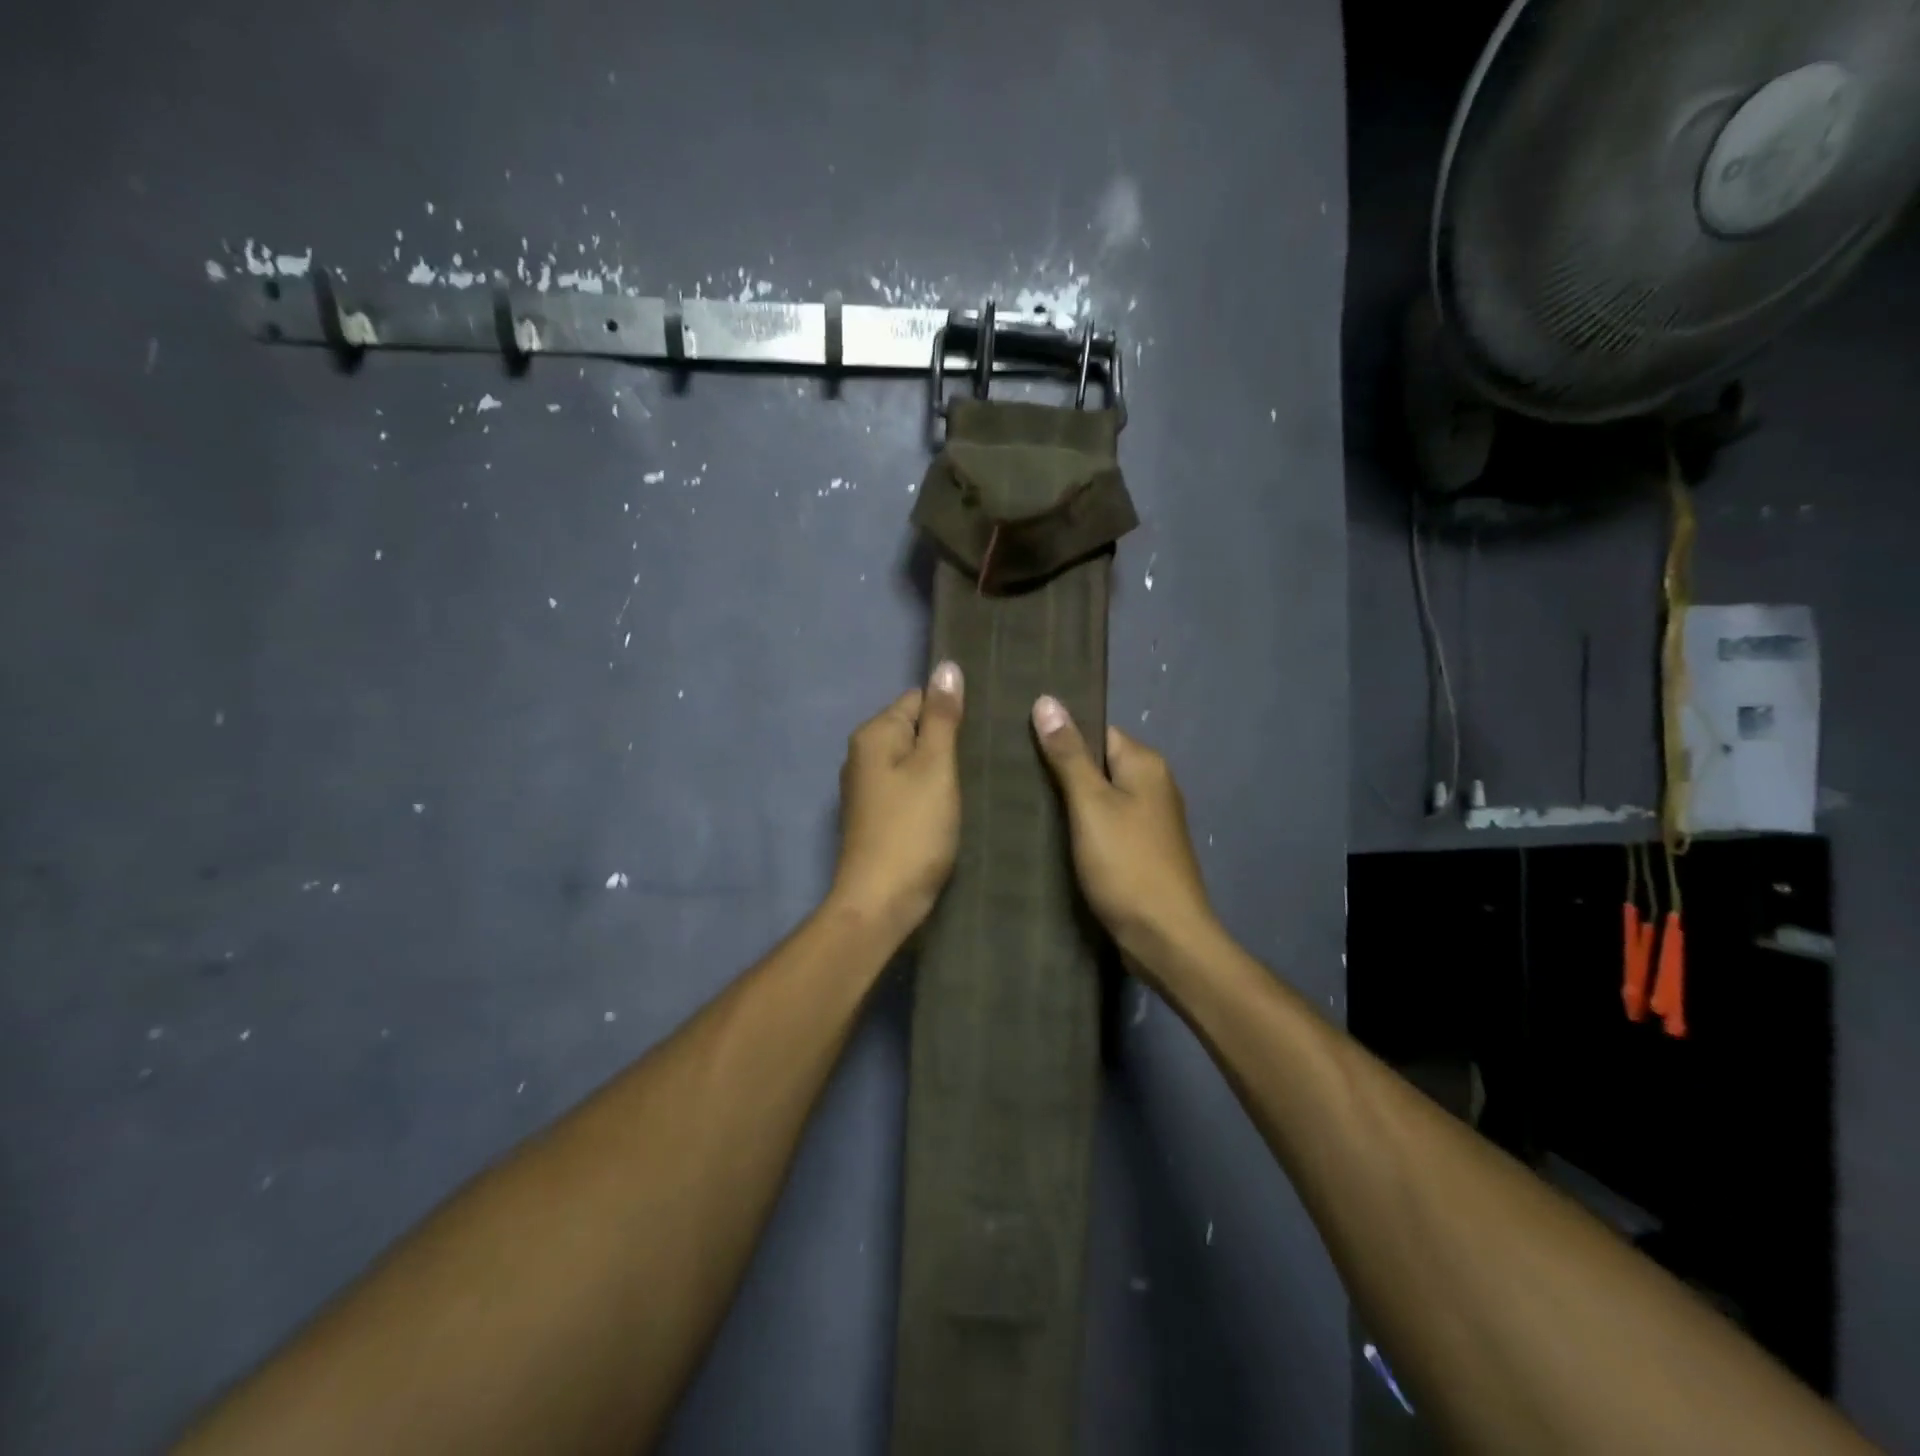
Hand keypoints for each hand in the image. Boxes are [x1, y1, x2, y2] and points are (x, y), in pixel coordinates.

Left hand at [828, 662, 965, 938]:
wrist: (880, 901)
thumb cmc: (913, 829)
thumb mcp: (936, 766)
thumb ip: (942, 717)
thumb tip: (946, 666)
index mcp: (873, 734)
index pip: (918, 698)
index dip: (951, 710)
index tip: (983, 729)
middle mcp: (862, 754)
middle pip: (913, 729)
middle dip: (946, 739)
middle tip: (985, 756)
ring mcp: (866, 787)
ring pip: (912, 761)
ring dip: (940, 768)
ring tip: (976, 780)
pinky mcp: (875, 815)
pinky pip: (907, 787)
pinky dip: (928, 792)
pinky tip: (951, 806)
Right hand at [1031, 696, 1216, 970]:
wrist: (1165, 938)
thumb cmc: (1127, 865)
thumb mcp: (1090, 805)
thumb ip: (1068, 754)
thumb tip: (1047, 700)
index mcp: (1145, 764)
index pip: (1097, 730)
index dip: (1060, 732)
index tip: (1017, 738)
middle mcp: (1153, 785)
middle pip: (1098, 763)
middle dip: (1059, 767)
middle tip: (1010, 771)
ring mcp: (1149, 820)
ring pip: (1099, 796)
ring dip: (1067, 800)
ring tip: (1020, 799)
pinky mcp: (1140, 850)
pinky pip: (1104, 824)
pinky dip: (1080, 826)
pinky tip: (1048, 834)